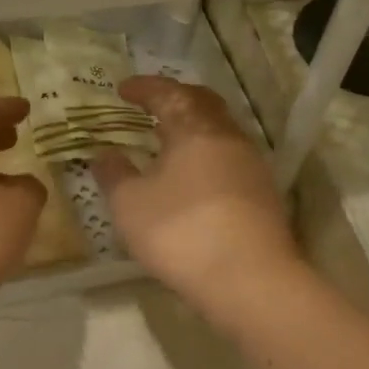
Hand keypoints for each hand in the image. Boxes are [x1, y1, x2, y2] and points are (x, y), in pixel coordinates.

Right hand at [94, 76, 307, 321]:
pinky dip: (207, 156)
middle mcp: (229, 138)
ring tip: (171, 142)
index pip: (168, 94)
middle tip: (153, 106)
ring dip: (194, 129)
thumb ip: (114, 175)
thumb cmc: (181, 232)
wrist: (250, 280)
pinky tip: (194, 178)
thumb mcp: (130, 205)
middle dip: (176, 99)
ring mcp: (252, 166)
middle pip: (203, 104)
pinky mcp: (264, 195)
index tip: (123, 89)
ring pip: (221, 132)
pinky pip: (230, 160)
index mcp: (194, 129)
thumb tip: (104, 154)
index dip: (144, 88)